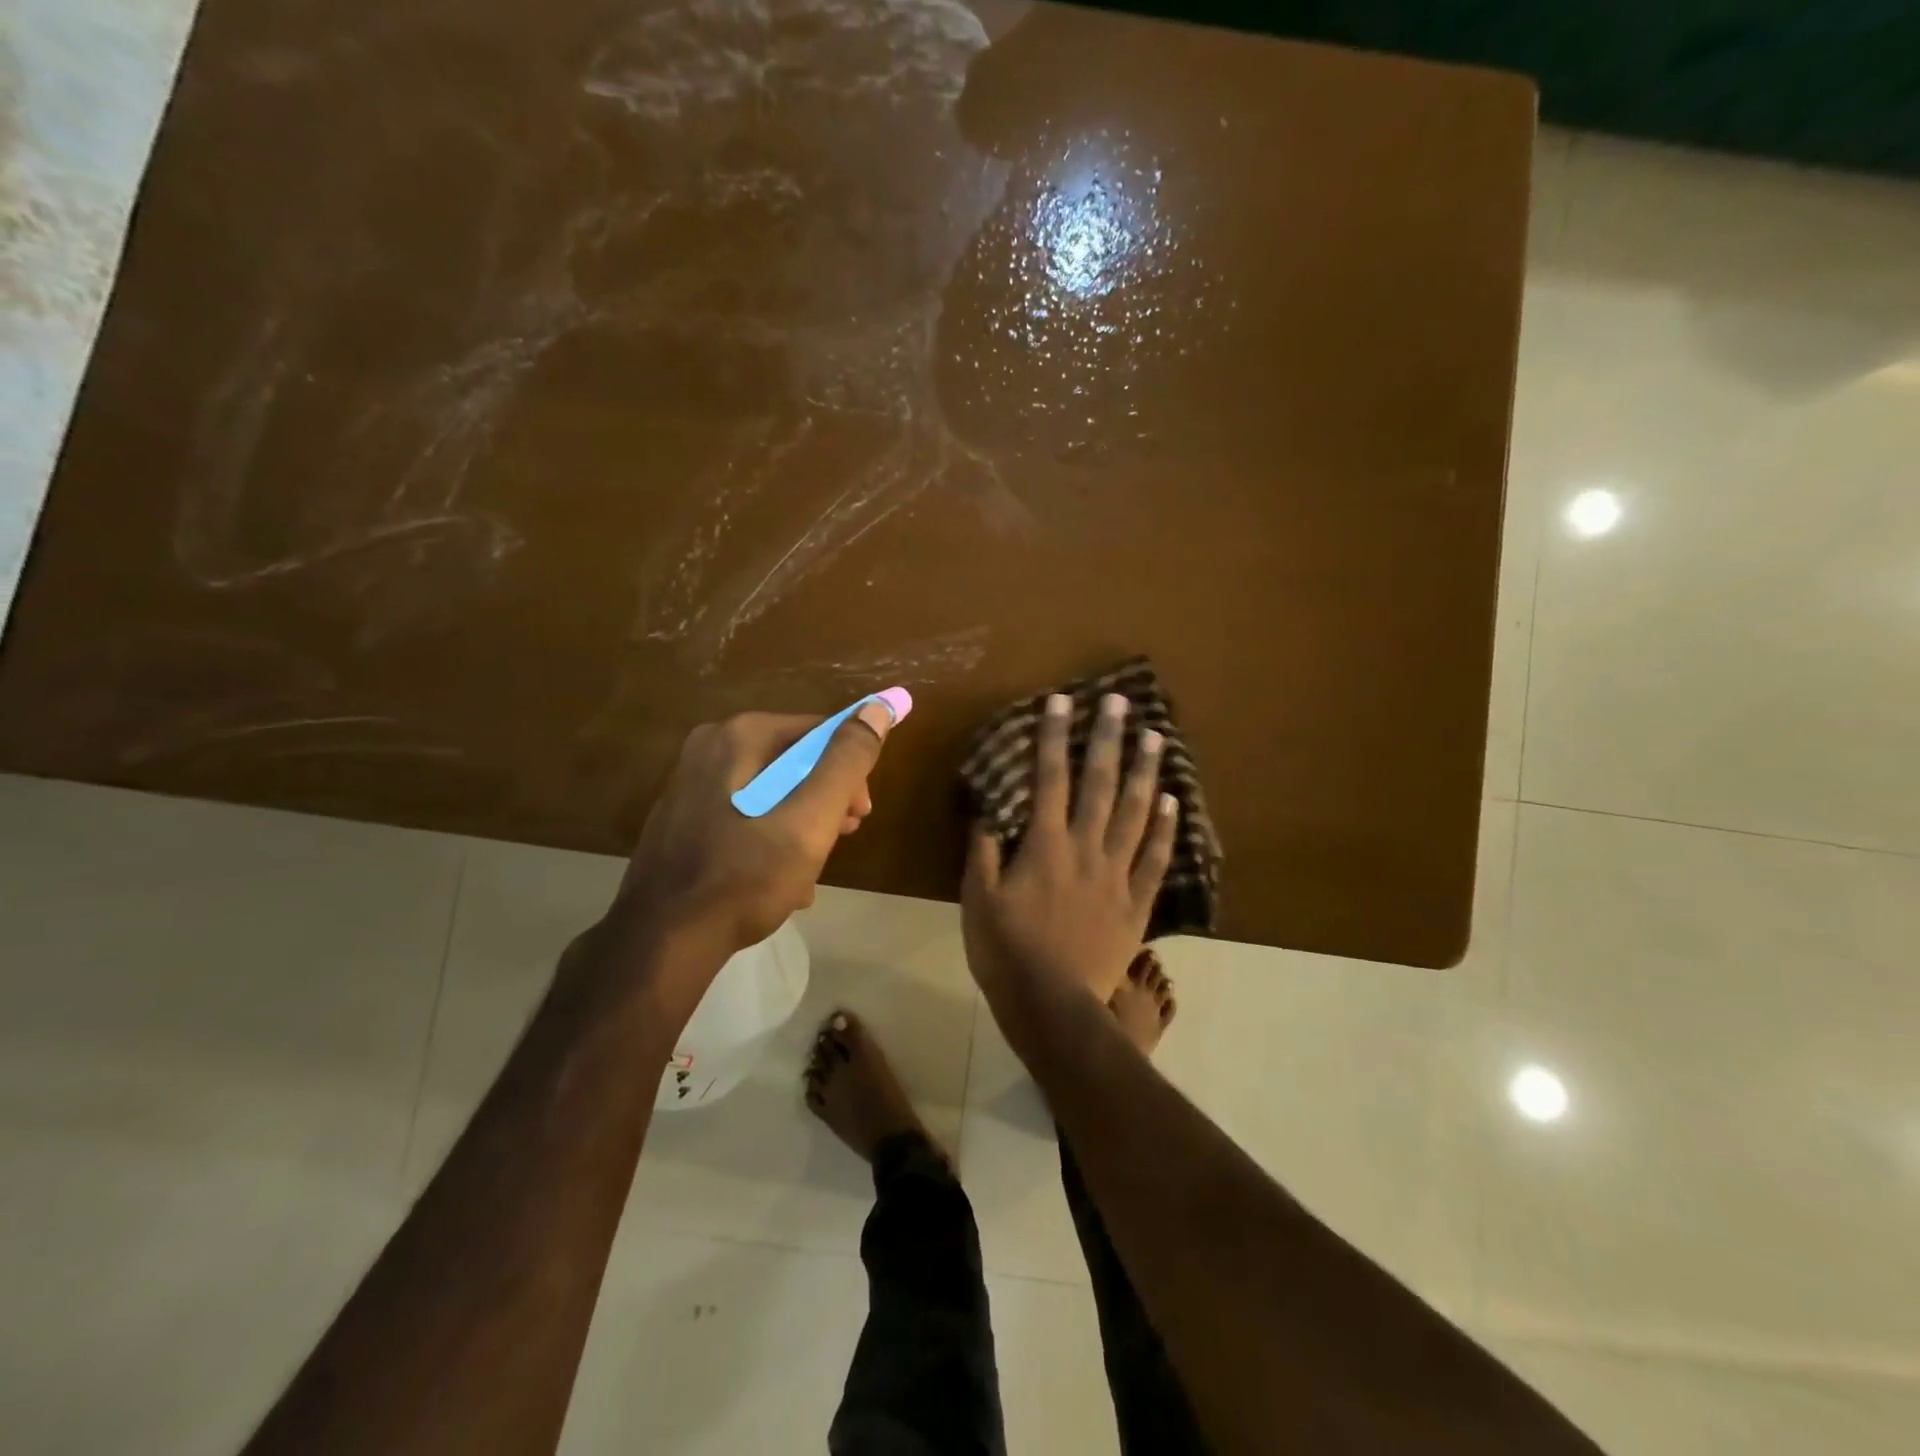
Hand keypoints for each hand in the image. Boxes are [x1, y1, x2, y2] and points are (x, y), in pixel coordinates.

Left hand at [610, 702, 899, 967]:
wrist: (663, 942)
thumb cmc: (745, 877)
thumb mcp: (810, 820)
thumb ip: (846, 762)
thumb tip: (878, 708)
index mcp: (740, 735)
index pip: (820, 732)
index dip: (850, 771)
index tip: (860, 815)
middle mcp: (710, 746)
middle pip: (794, 761)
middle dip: (825, 801)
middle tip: (838, 841)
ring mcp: (690, 782)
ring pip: (771, 790)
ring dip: (801, 825)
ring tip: (809, 871)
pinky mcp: (682, 817)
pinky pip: (744, 813)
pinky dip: (768, 838)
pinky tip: (779, 879)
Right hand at [962, 691, 1177, 1015]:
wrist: (1053, 1005)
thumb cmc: (1006, 951)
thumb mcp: (978, 899)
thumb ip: (982, 851)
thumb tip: (986, 810)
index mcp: (1045, 845)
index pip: (1049, 779)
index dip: (1054, 737)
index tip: (1062, 702)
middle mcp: (1085, 848)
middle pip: (1099, 784)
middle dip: (1108, 739)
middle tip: (1121, 702)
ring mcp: (1116, 875)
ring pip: (1134, 813)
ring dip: (1145, 772)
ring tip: (1156, 737)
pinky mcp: (1136, 903)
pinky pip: (1154, 859)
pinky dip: (1164, 829)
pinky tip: (1172, 802)